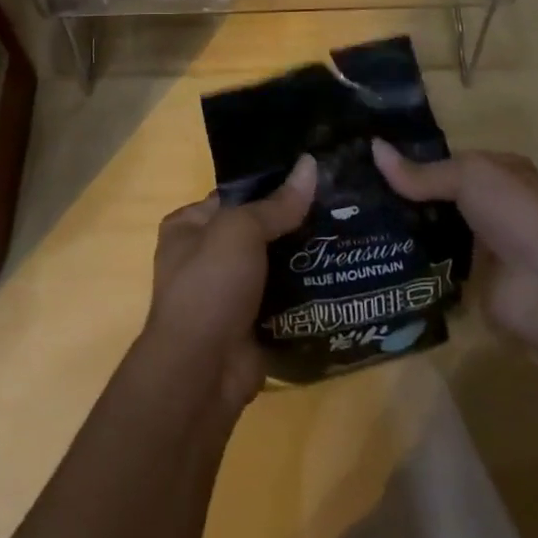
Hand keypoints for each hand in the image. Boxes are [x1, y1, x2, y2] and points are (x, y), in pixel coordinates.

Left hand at [141, 153, 317, 411]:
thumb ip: (277, 204)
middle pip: (258, 230)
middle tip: (340, 206)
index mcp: (188, 226)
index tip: (314, 176)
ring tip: (349, 234)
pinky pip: (284, 300)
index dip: (271, 185)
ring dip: (304, 258)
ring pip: (274, 266)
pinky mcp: (251, 326)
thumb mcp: (241, 230)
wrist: (201, 373)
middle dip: (293, 224)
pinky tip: (341, 276)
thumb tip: (310, 164)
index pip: (235, 194)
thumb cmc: (209, 286)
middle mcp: (204, 257)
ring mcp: (228, 294)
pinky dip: (306, 293)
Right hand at [371, 140, 537, 351]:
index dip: (418, 158)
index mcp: (503, 172)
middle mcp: (497, 206)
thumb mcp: (468, 176)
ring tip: (359, 221)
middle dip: (408, 195)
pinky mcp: (477, 282)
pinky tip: (379, 255)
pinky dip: (416, 262)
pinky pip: (439, 265)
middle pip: (444, 196)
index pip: (453, 160)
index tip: (374, 160)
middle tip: (359, 192)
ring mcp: (488, 246)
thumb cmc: (516, 214)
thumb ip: (421, 172)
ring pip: (439, 230)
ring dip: (410, 229)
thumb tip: (373, 147)